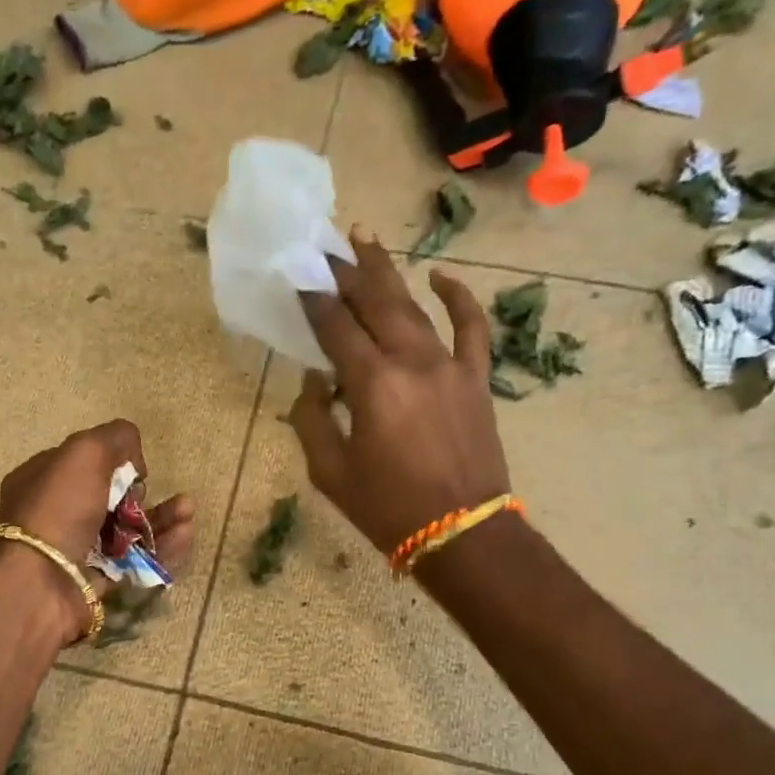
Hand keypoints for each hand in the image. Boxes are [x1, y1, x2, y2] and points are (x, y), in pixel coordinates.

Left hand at [0, 420, 195, 640]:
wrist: (41, 584)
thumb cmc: (59, 509)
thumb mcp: (85, 452)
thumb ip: (115, 438)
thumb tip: (134, 460)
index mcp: (41, 479)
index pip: (83, 463)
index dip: (112, 460)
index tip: (132, 466)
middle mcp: (56, 514)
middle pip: (109, 497)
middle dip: (142, 492)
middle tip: (150, 491)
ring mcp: (77, 550)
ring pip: (127, 530)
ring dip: (161, 518)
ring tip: (188, 511)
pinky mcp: (98, 581)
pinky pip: (136, 561)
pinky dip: (162, 548)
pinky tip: (185, 534)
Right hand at [289, 232, 510, 559]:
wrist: (463, 534)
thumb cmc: (388, 509)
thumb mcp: (331, 473)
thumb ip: (312, 420)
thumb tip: (315, 381)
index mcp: (373, 385)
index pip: (336, 327)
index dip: (314, 300)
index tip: (298, 276)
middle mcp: (412, 362)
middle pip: (375, 302)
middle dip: (347, 270)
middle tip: (327, 242)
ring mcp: (450, 366)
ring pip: (414, 307)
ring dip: (388, 273)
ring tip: (366, 240)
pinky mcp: (476, 379)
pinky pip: (472, 328)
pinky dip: (460, 299)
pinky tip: (443, 276)